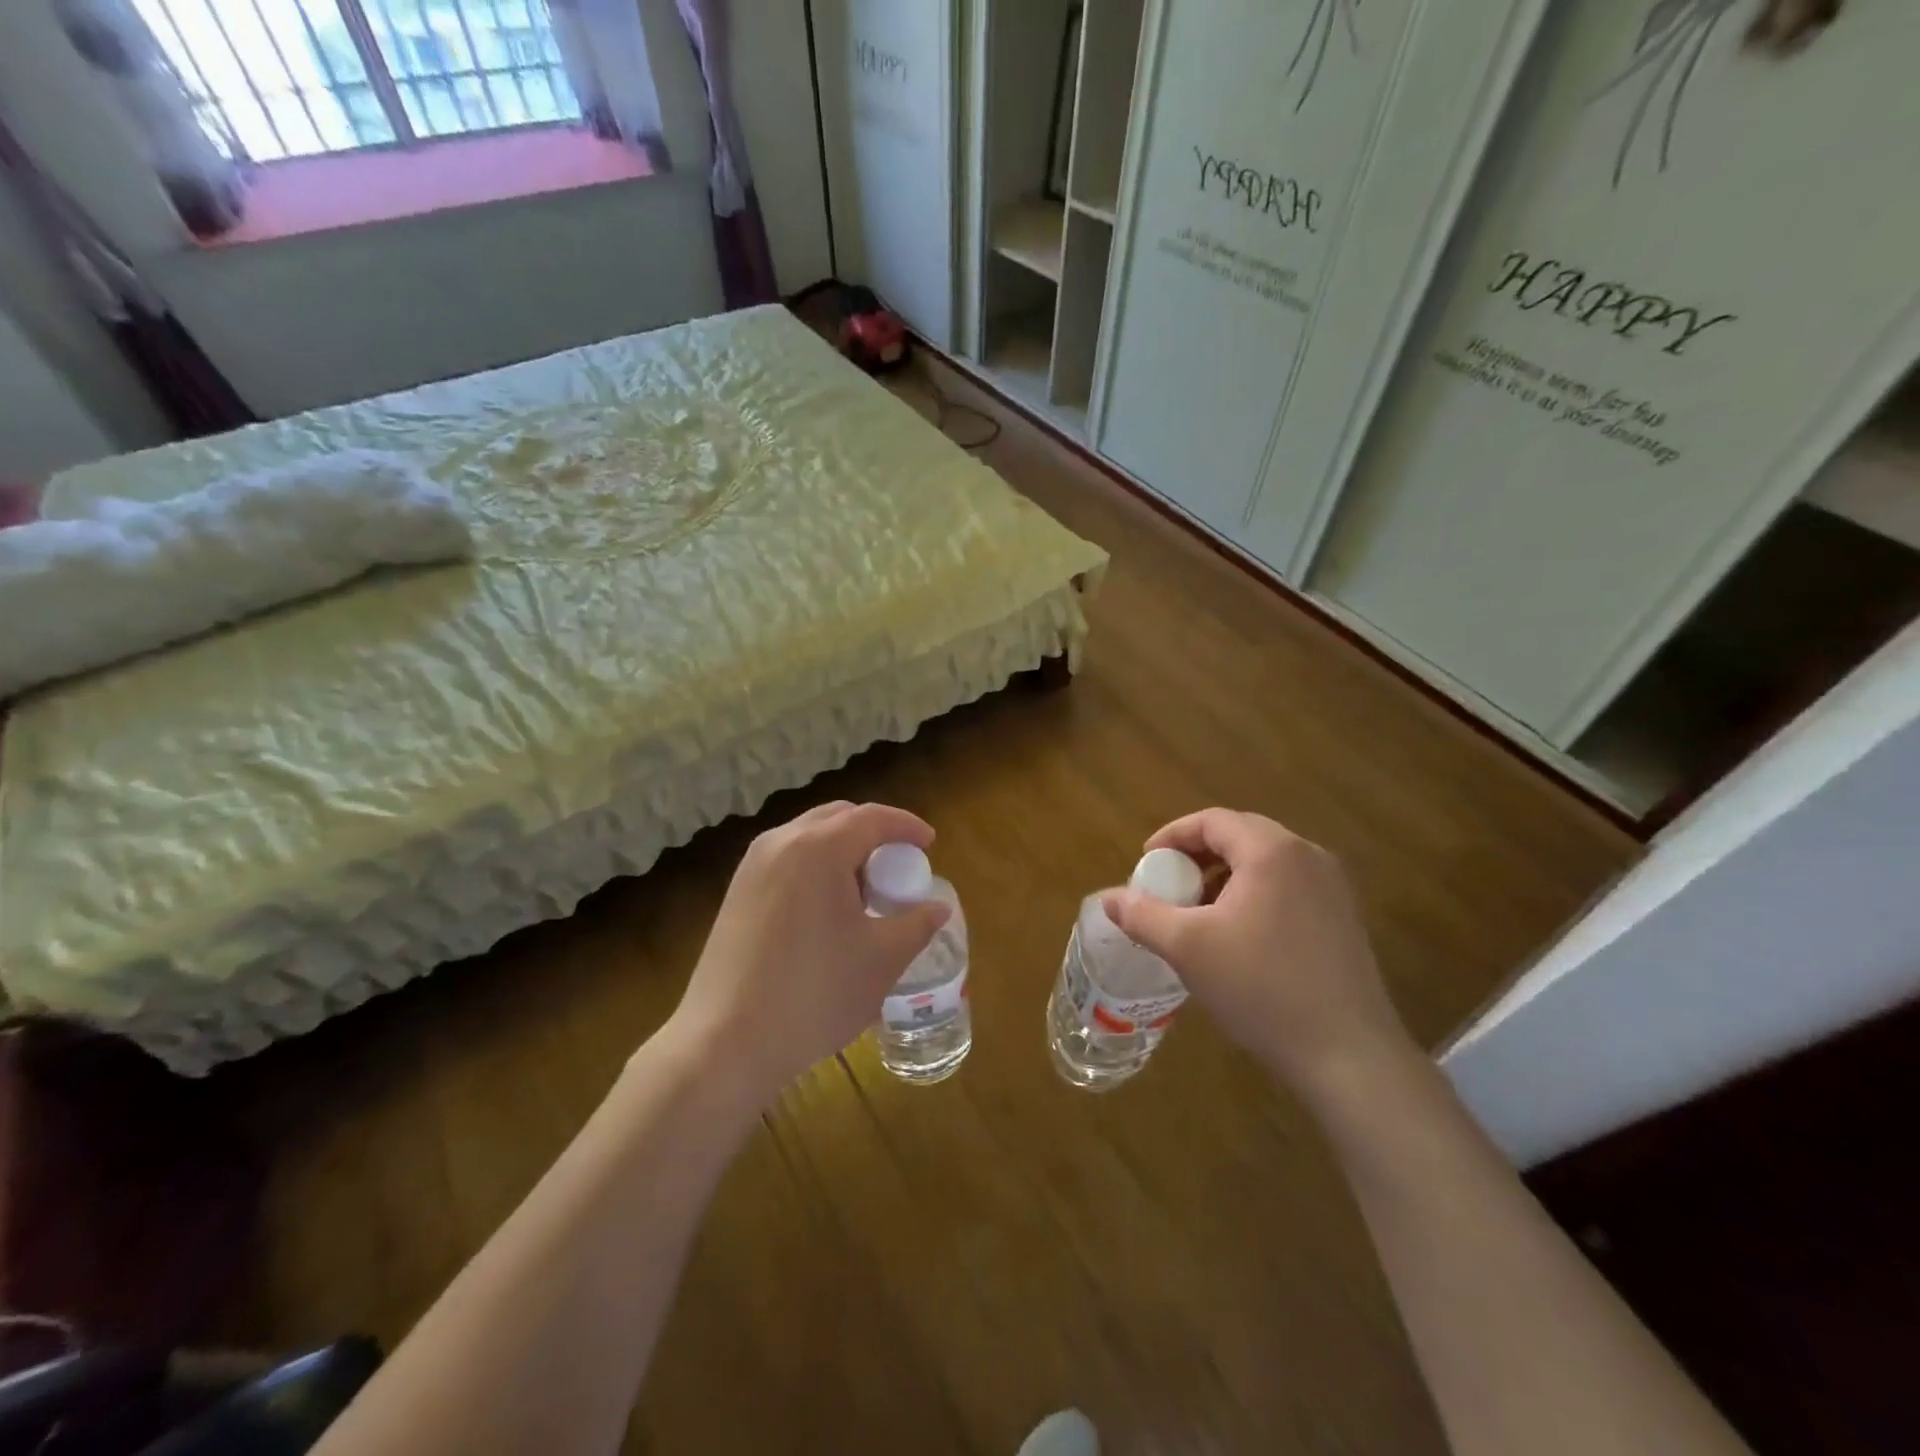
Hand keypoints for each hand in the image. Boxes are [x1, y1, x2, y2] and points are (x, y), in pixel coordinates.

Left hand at [669, 801, 950, 1106]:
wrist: (725, 1042)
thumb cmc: (814, 993)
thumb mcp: (882, 959)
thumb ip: (917, 924)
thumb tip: (938, 907)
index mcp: (819, 848)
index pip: (873, 817)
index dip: (907, 826)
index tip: (930, 844)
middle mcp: (781, 843)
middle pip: (838, 818)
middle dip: (874, 833)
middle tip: (899, 866)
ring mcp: (752, 867)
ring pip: (809, 837)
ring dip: (844, 850)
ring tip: (866, 891)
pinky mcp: (737, 892)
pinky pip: (787, 860)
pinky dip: (817, 867)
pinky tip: (829, 910)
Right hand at [1101, 809, 1414, 1099]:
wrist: (1347, 1054)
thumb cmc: (1261, 987)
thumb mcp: (1188, 948)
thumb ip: (1142, 915)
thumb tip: (1108, 898)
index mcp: (1272, 852)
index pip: (1213, 821)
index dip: (1172, 835)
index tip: (1146, 863)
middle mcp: (1308, 856)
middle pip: (1241, 835)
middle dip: (1197, 854)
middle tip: (1169, 883)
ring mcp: (1333, 888)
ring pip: (1266, 862)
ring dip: (1225, 875)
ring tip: (1198, 910)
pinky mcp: (1344, 918)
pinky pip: (1288, 886)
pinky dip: (1254, 893)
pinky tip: (1238, 934)